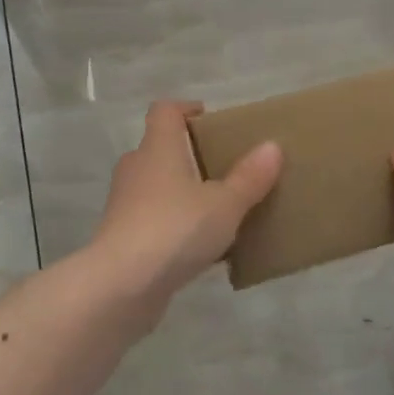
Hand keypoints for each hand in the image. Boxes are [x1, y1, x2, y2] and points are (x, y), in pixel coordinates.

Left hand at [90, 100, 282, 318]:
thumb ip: (249, 178)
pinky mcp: (123, 237)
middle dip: (190, 154)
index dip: (185, 108)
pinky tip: (202, 247)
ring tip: (218, 209)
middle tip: (224, 167)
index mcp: (158, 148)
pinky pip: (155, 220)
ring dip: (183, 192)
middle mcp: (137, 169)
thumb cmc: (174, 230)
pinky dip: (176, 224)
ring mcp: (125, 204)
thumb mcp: (224, 205)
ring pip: (157, 186)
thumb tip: (272, 146)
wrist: (121, 286)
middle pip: (161, 148)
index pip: (165, 111)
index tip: (209, 118)